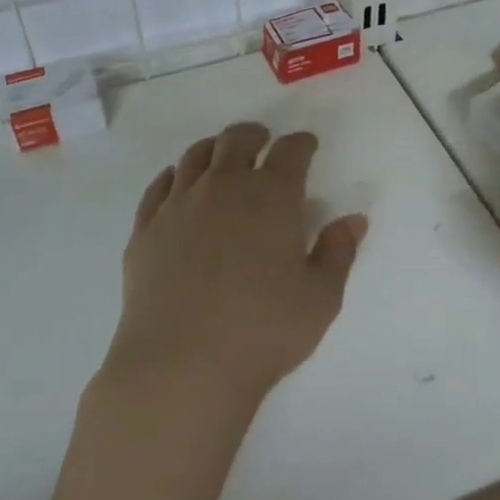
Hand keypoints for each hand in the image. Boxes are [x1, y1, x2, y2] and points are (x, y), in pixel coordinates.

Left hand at [112, 121, 367, 405]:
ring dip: (215, 148)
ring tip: (222, 155)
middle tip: (263, 140)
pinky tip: (178, 183)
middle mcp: (224, 186)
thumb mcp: (320, 297)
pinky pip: (159, 185)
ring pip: (196, 156)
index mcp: (272, 196)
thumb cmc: (263, 330)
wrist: (181, 364)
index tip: (307, 145)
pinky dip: (174, 175)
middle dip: (255, 135)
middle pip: (238, 140)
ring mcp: (179, 204)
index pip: (290, 152)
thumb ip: (338, 252)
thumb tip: (353, 219)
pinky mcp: (146, 228)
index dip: (302, 144)